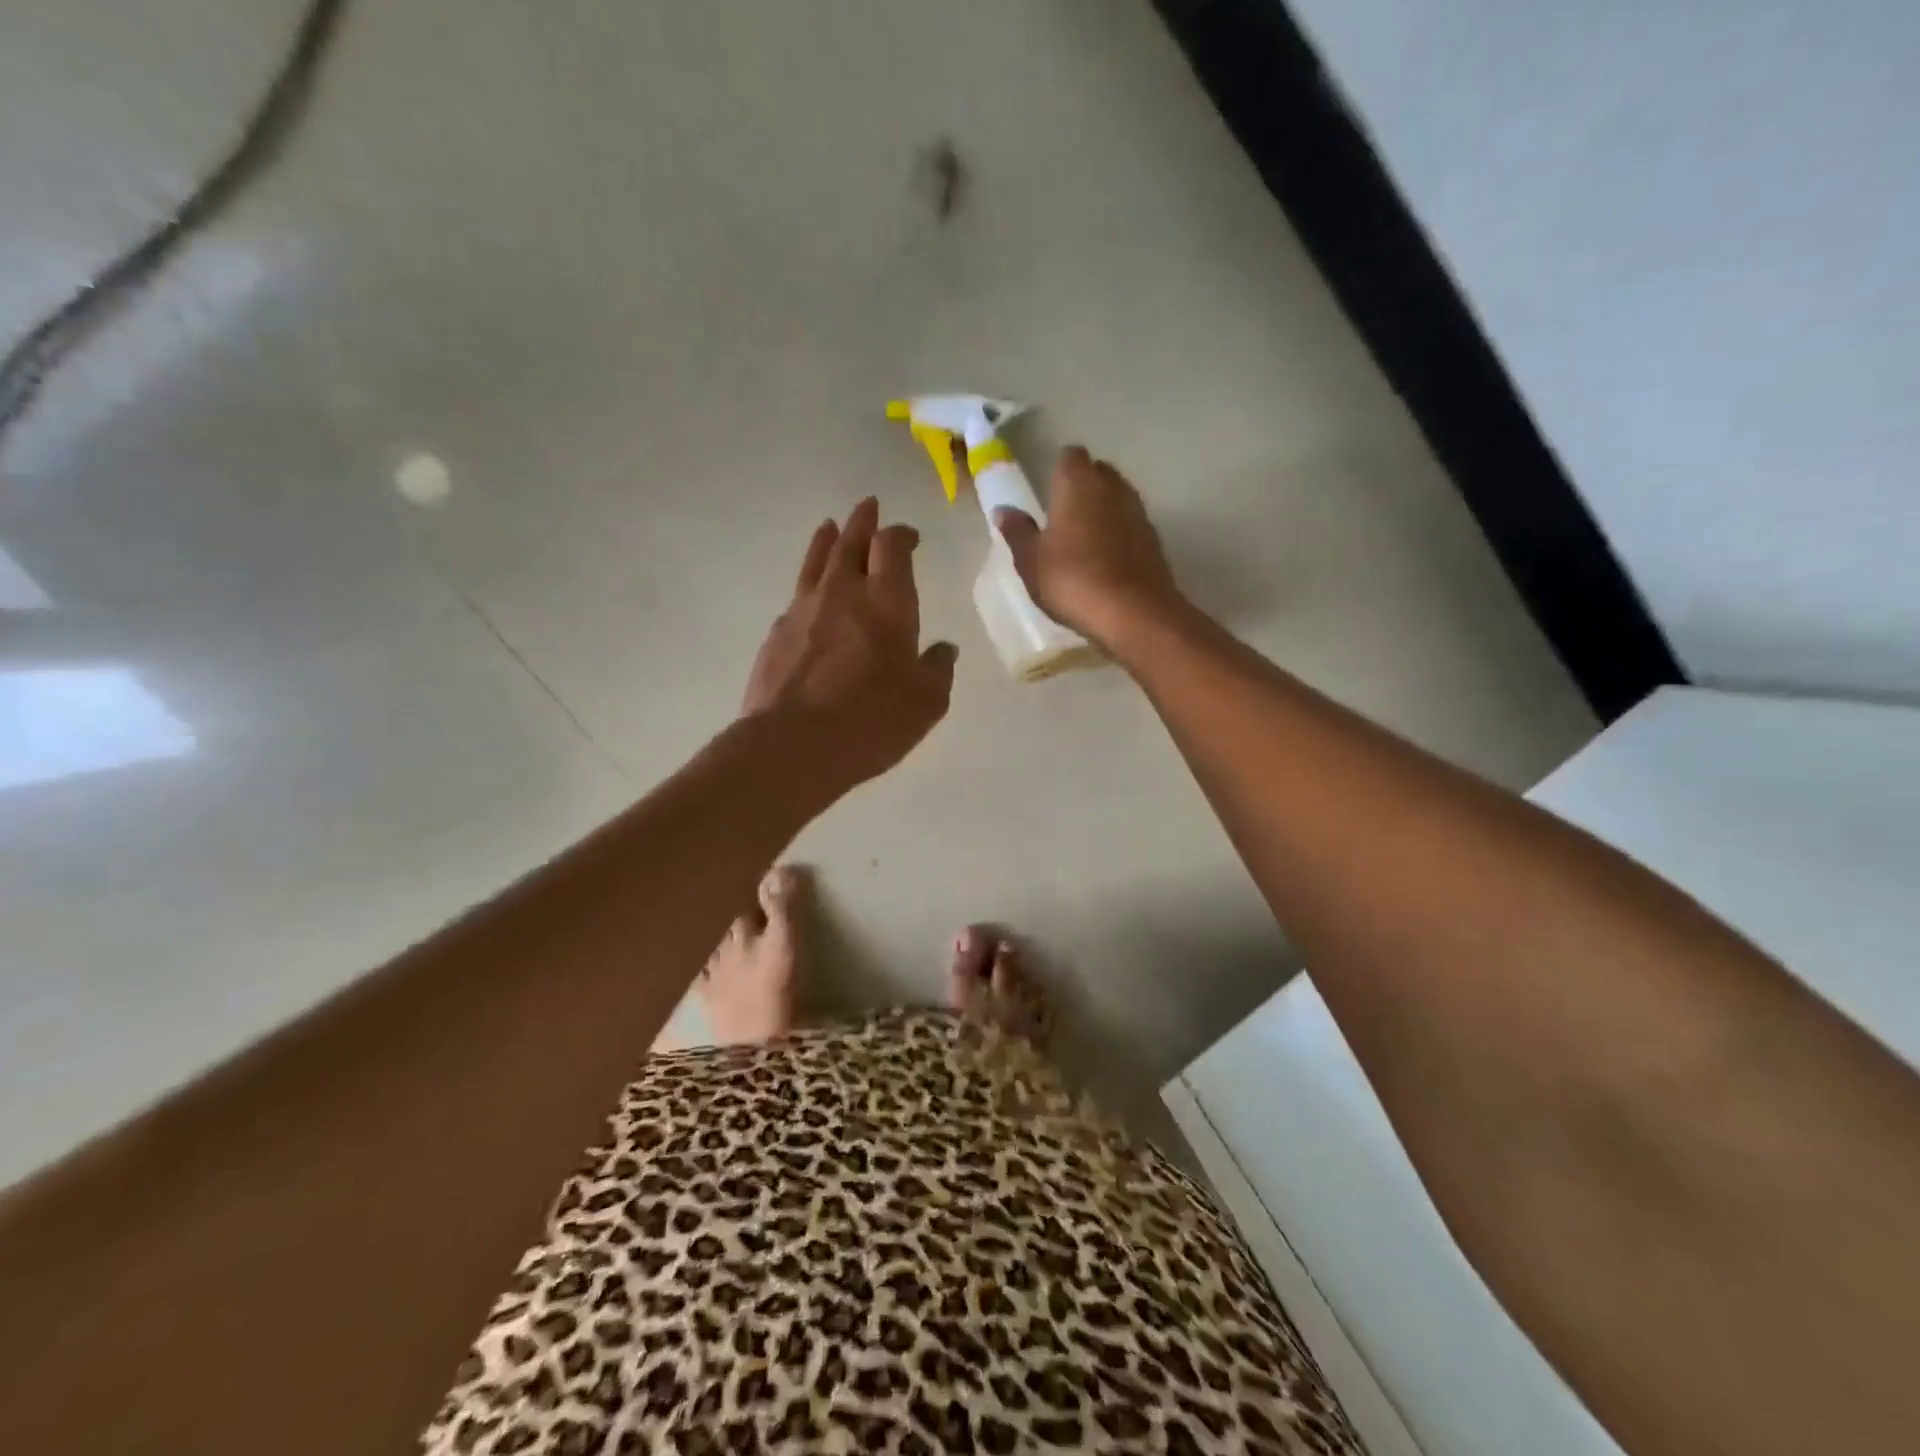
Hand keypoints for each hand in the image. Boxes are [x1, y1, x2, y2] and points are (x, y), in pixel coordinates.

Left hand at [743, 497, 957, 792]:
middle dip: (863, 522)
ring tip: (830, 527)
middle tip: (868, 506)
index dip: (901, 534)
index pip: (892, 546)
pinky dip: (808, 587)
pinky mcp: (777, 633)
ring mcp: (804, 609)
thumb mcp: (925, 703)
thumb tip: (944, 650)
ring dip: (827, 541)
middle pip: (851, 541)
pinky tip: (810, 598)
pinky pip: (797, 596)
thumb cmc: (871, 721)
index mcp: (887, 602)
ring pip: (816, 560)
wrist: (793, 745)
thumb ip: (938, 670)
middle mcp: (843, 593)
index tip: (909, 535)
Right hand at [993, 446, 1185, 647]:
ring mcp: (1138, 512)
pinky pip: (1130, 525)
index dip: (1058, 470)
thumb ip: (1018, 531)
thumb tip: (1004, 510)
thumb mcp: (1031, 561)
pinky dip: (1119, 534)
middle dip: (1082, 486)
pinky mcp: (1154, 539)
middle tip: (1062, 515)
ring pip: (1117, 498)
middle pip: (1098, 472)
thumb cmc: (1072, 580)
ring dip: (1102, 510)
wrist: (1133, 613)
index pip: (1069, 456)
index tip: (1047, 492)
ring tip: (1083, 540)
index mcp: (1078, 483)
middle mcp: (1112, 487)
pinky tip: (1106, 561)